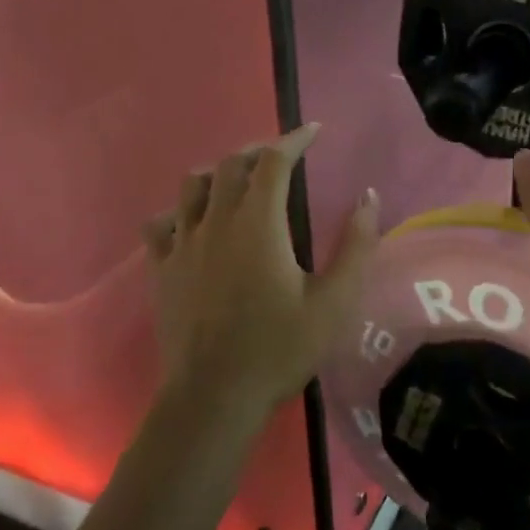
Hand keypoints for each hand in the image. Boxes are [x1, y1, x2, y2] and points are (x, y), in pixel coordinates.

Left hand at [143, 125, 379, 422]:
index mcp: (259, 224)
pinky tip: (192, 222)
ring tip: (239, 182)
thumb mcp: (334, 302)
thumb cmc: (279, 348)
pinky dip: (179, 210)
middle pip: (231, 164)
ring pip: (193, 186)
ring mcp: (182, 245)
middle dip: (259, 151)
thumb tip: (369, 197)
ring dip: (219, 173)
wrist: (213, 398)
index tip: (314, 131)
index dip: (295, 139)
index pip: (273, 161)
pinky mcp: (161, 269)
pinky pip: (161, 223)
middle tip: (282, 157)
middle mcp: (216, 222)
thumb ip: (355, 245)